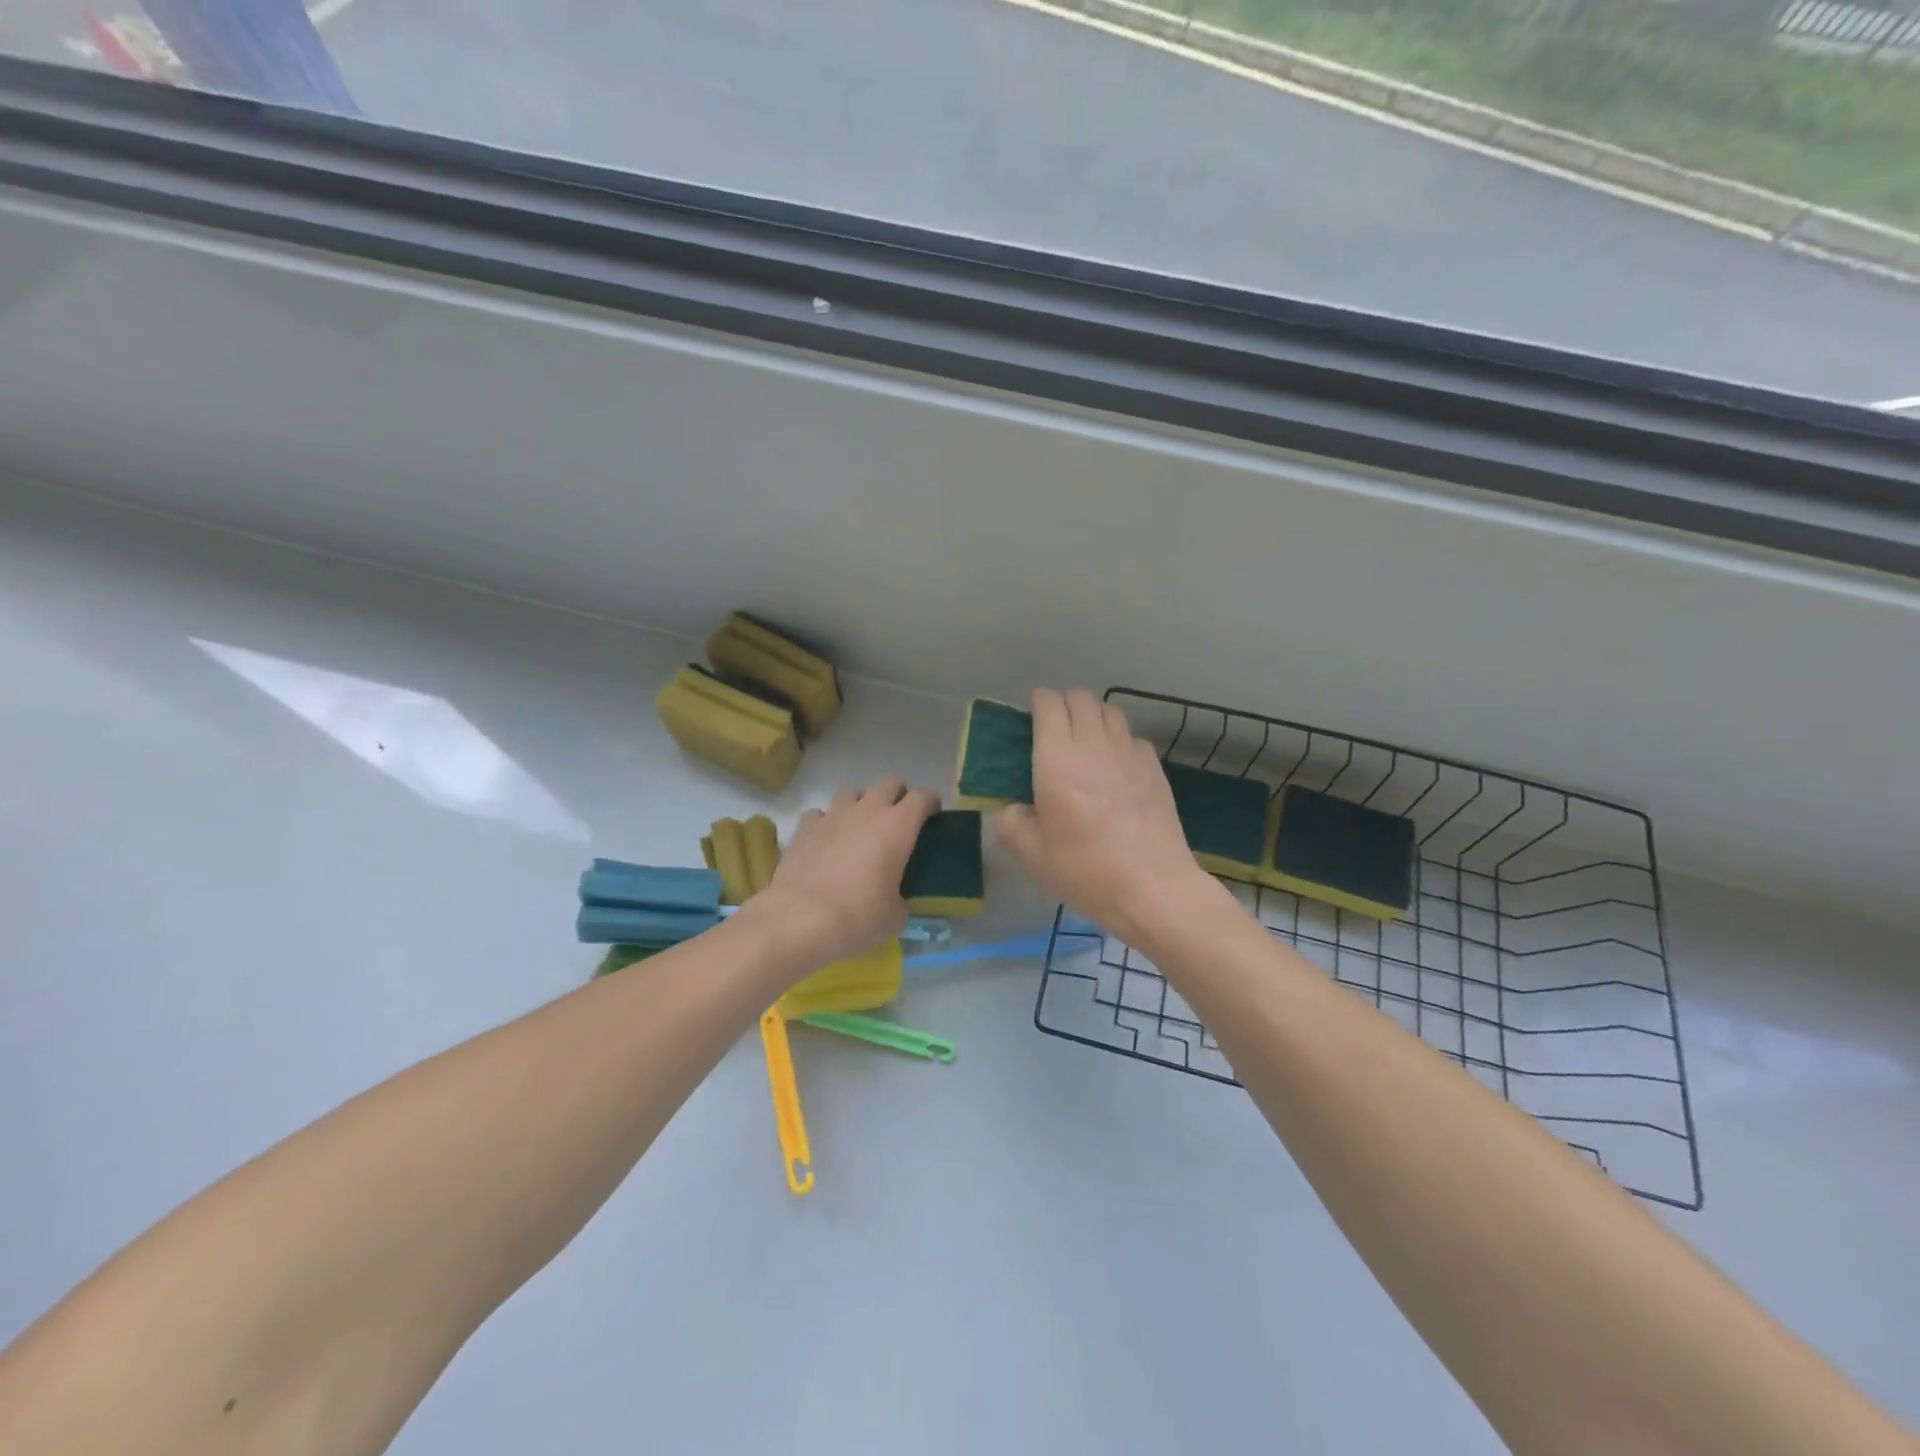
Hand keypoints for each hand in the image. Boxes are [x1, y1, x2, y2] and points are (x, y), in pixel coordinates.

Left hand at [750, 777, 938, 968]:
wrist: (801, 920)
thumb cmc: (859, 917)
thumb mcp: (895, 916)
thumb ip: (900, 897)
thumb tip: (893, 901)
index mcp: (898, 826)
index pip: (923, 797)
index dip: (930, 803)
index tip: (932, 817)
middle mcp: (867, 810)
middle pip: (888, 783)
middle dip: (896, 796)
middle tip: (896, 821)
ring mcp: (832, 815)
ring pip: (851, 791)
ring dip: (859, 804)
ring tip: (858, 828)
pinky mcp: (804, 827)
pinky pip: (819, 814)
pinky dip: (825, 823)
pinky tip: (825, 842)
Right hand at [996, 688, 1220, 944]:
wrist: (1152, 887)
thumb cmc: (1085, 870)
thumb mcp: (1031, 855)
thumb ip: (1012, 822)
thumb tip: (1014, 808)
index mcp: (1057, 759)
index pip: (1048, 704)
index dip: (1037, 704)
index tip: (1030, 721)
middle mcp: (1094, 744)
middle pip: (1081, 698)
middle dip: (1064, 705)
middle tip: (1055, 731)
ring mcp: (1129, 753)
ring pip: (1110, 711)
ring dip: (1093, 717)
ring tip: (1085, 744)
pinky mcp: (1155, 768)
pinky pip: (1132, 737)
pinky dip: (1119, 742)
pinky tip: (1115, 769)